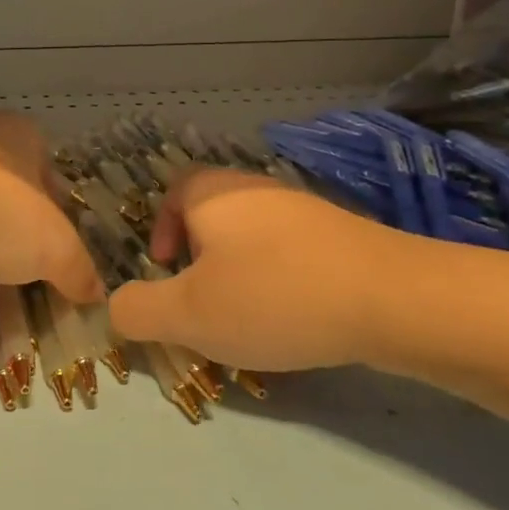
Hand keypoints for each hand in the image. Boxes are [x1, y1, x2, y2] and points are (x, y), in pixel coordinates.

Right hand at [107, 166, 408, 371]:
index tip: (167, 271)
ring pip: (254, 237)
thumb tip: (115, 307)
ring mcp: (305, 210)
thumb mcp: (188, 315)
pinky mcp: (343, 236)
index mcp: (215, 195)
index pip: (175, 190)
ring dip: (239, 273)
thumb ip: (138, 311)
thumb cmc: (273, 297)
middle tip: (204, 303)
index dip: (162, 227)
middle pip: (214, 215)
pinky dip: (280, 280)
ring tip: (248, 319)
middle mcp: (258, 191)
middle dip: (200, 259)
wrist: (393, 299)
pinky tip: (295, 318)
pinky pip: (292, 253)